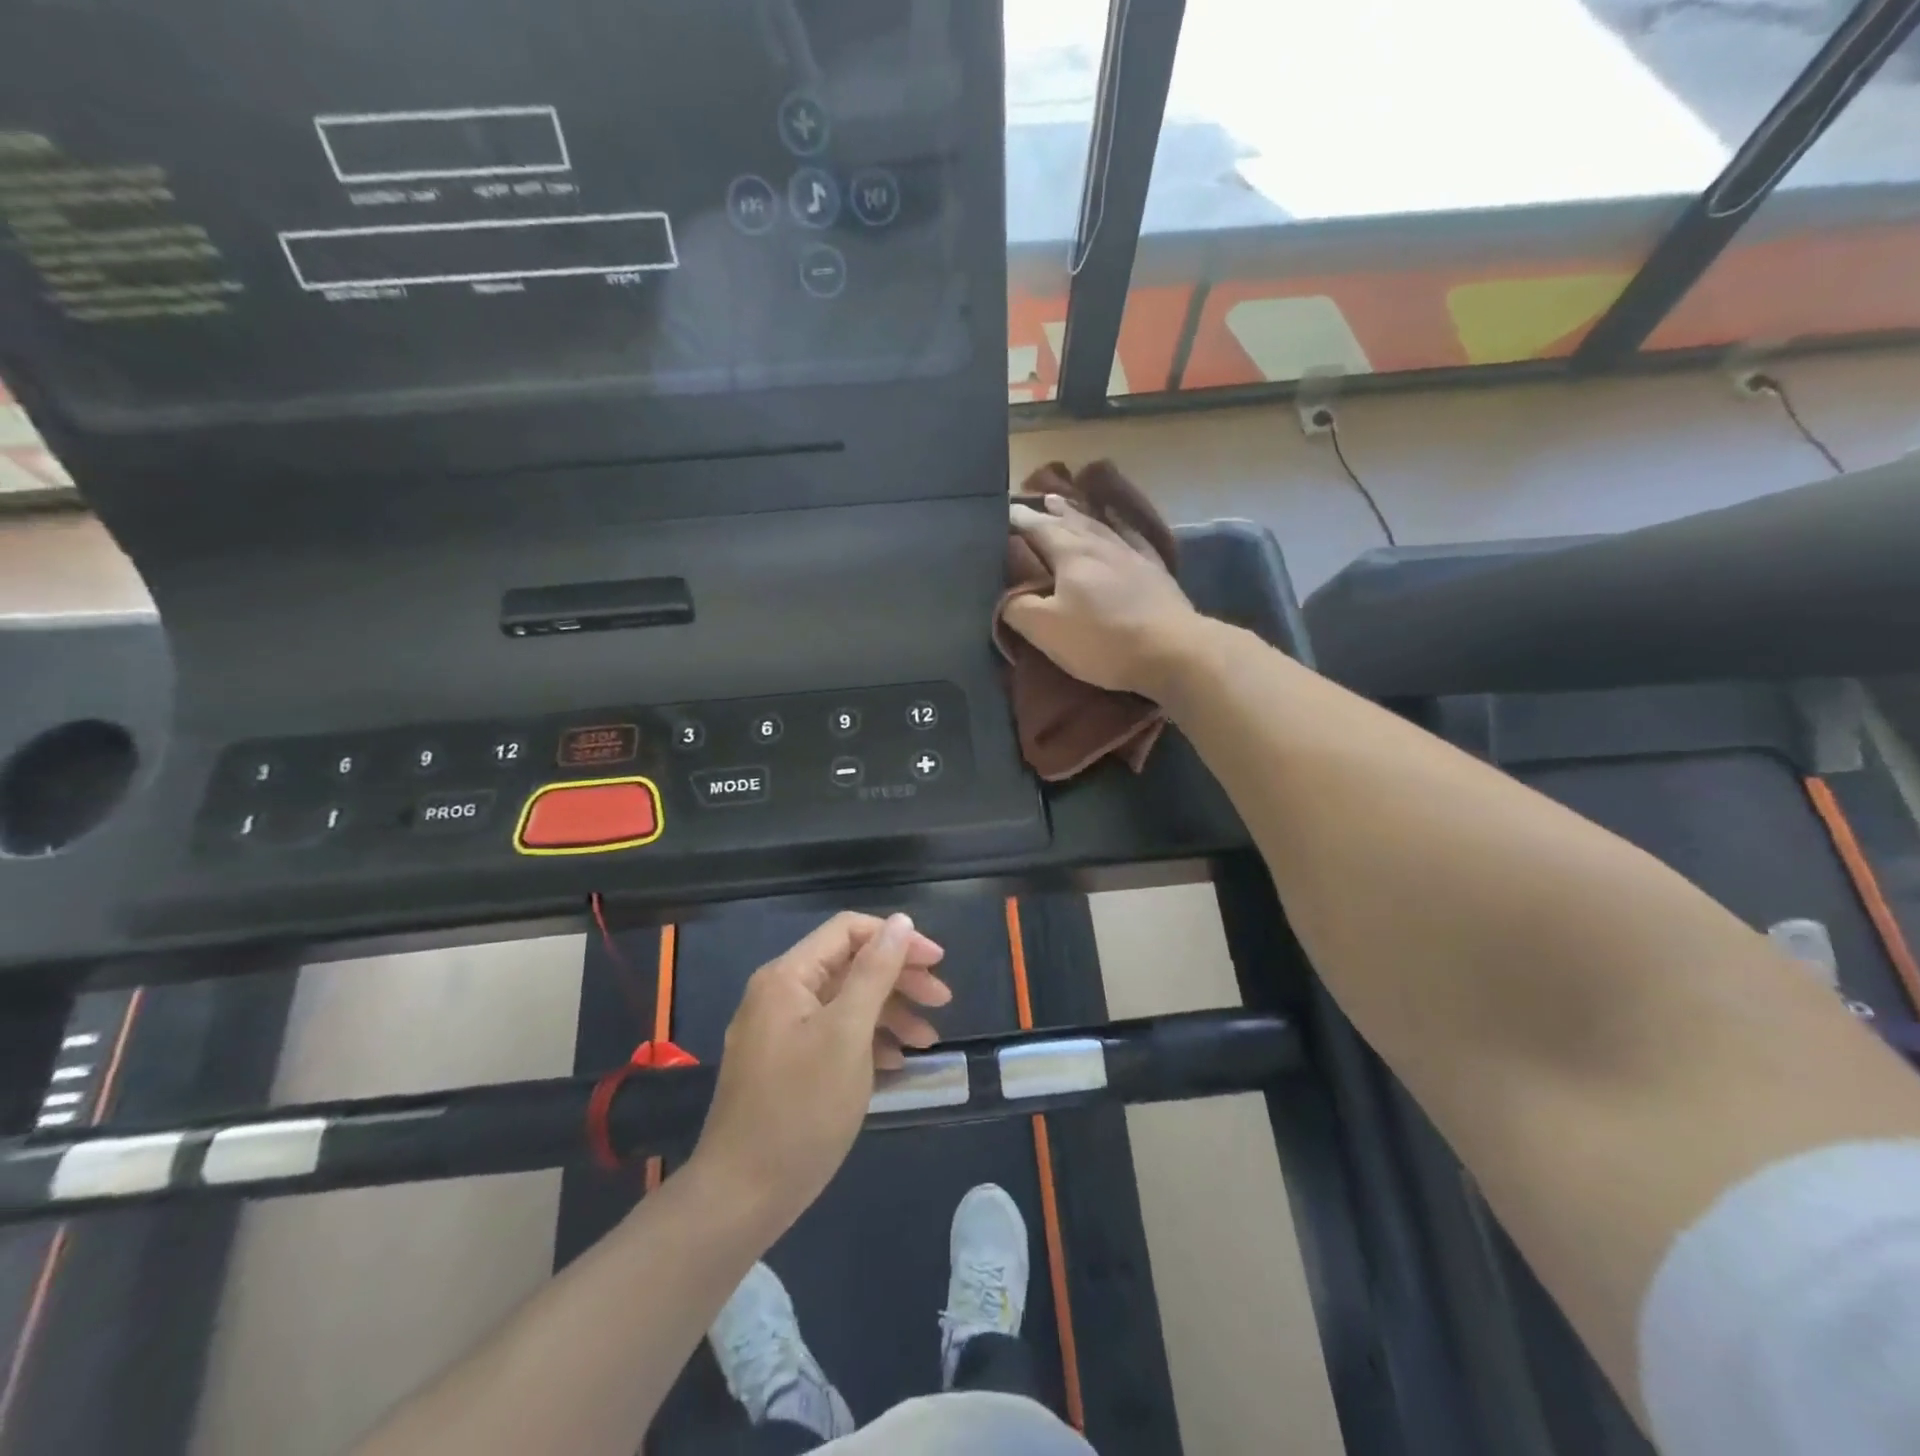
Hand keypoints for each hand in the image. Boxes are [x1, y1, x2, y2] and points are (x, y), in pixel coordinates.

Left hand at [690, 912, 950, 1232]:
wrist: (742, 1196)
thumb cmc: (801, 1109)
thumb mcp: (847, 1034)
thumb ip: (875, 972)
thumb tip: (900, 921)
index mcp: (787, 976)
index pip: (849, 931)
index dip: (897, 939)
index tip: (938, 963)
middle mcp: (780, 994)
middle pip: (849, 965)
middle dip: (898, 978)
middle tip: (942, 1001)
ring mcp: (779, 1031)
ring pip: (844, 1002)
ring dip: (889, 1013)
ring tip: (927, 1041)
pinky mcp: (784, 1065)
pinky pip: (832, 1034)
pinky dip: (867, 1040)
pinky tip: (895, 1062)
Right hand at [1006, 494, 1200, 697]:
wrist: (1171, 650)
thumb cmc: (1102, 640)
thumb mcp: (1047, 630)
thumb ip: (1018, 609)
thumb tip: (1003, 597)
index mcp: (1071, 555)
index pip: (1038, 530)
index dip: (1020, 521)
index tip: (1005, 511)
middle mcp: (1100, 546)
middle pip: (1070, 522)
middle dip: (1050, 512)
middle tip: (1037, 500)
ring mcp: (1131, 555)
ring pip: (1099, 526)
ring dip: (1079, 514)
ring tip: (1065, 504)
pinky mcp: (1155, 571)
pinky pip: (1133, 538)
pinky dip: (1121, 526)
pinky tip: (1119, 522)